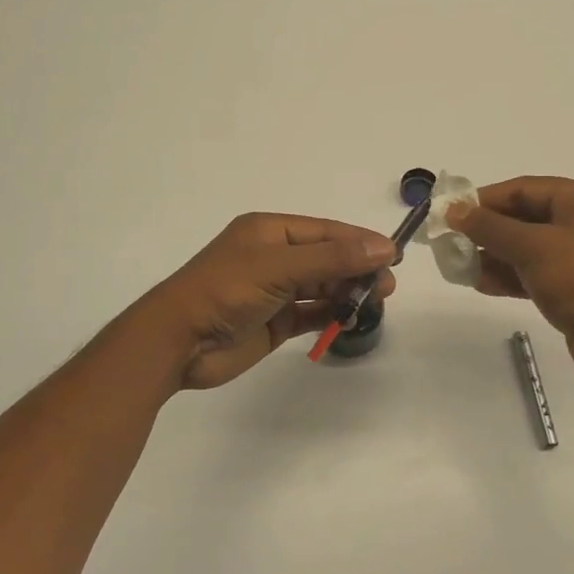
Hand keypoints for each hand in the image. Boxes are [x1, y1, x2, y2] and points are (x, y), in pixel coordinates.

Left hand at [145, 213, 398, 390]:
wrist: (179, 342)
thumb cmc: (225, 291)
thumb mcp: (279, 267)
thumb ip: (331, 258)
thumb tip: (383, 248)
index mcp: (270, 232)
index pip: (326, 231)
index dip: (360, 242)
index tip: (395, 256)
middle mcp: (274, 257)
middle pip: (327, 258)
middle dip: (357, 269)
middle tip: (388, 287)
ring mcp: (274, 291)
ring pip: (322, 287)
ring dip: (347, 293)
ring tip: (376, 303)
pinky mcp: (274, 322)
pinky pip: (311, 314)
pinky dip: (331, 316)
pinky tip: (350, 320)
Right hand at [446, 177, 573, 385]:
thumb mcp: (531, 248)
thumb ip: (488, 227)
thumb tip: (454, 210)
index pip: (523, 188)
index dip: (483, 200)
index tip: (449, 215)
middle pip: (525, 217)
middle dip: (487, 232)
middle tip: (452, 244)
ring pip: (529, 247)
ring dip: (495, 256)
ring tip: (461, 268)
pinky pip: (539, 271)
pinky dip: (512, 275)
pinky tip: (483, 284)